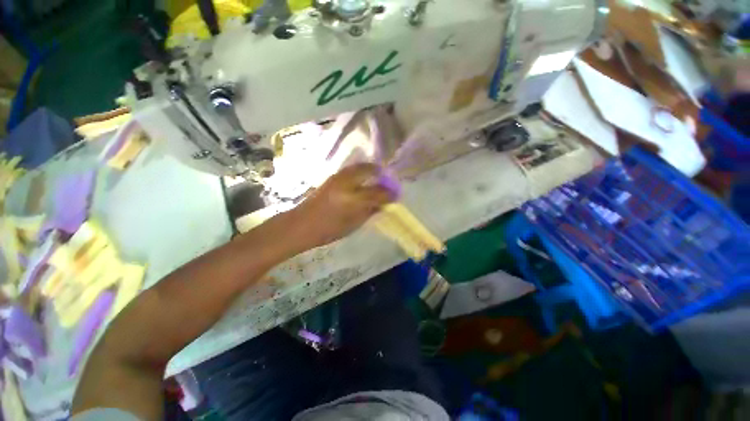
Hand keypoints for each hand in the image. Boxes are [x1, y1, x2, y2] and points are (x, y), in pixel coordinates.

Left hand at [285, 164, 394, 248]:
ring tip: (377, 177)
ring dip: (371, 170)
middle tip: (386, 181)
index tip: (395, 195)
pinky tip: (363, 179)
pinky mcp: (332, 176)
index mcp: (353, 200)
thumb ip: (370, 212)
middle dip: (381, 174)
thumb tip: (383, 204)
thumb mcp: (353, 225)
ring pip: (360, 166)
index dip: (389, 193)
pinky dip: (361, 171)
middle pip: (369, 171)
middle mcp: (346, 184)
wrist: (301, 224)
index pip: (378, 192)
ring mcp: (338, 177)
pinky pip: (351, 169)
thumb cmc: (328, 230)